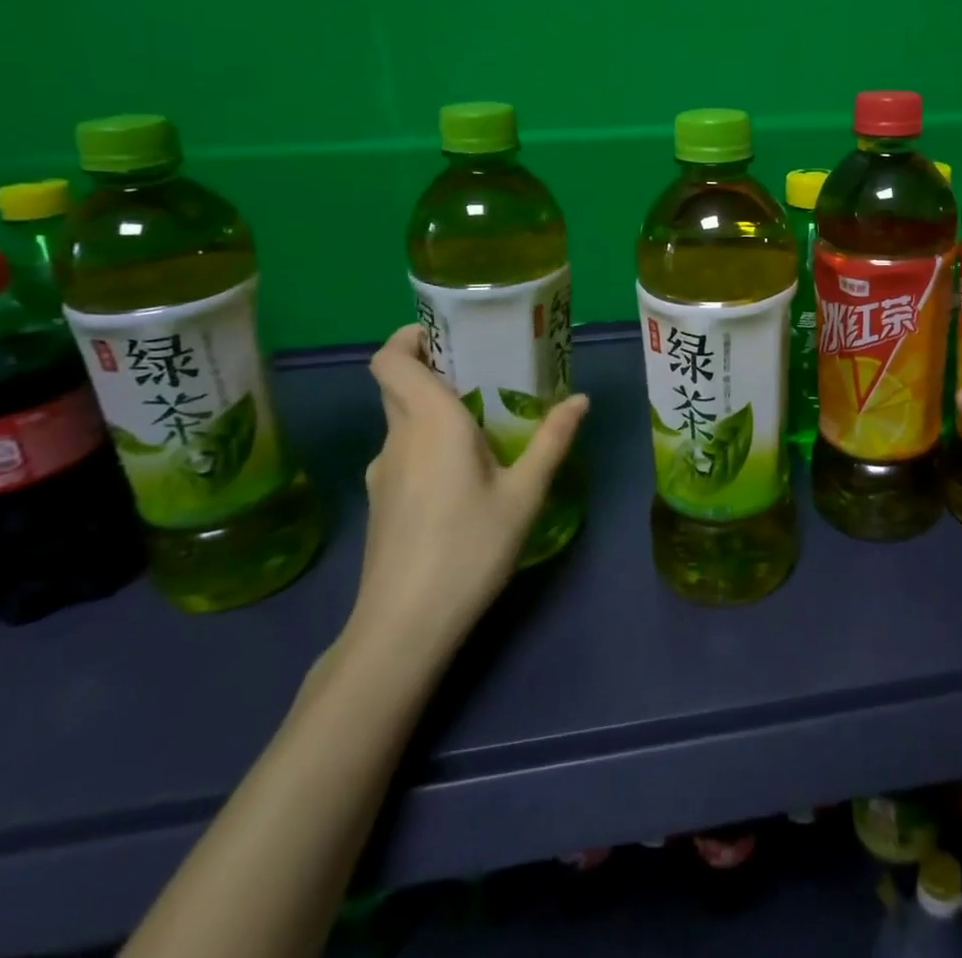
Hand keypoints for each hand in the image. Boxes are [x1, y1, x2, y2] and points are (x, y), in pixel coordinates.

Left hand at [345, 325, 588, 664]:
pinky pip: (404, 452)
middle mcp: (398, 438)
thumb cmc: (469, 548)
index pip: (389, 360)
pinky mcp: (381, 502)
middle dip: (434, 368)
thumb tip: (581, 400)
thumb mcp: (524, 494)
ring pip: (402, 421)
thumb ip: (552, 441)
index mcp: (429, 422)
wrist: (403, 628)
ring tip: (484, 422)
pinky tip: (465, 472)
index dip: (407, 337)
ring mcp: (382, 473)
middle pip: (397, 385)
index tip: (446, 333)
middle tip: (484, 370)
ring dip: (434, 408)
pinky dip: (428, 443)